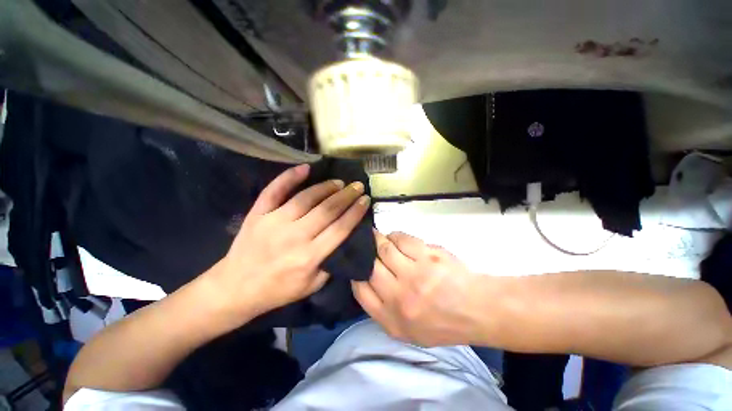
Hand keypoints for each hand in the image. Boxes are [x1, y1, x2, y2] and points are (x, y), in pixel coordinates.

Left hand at [204, 164, 369, 324]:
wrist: (235, 287)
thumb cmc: (278, 289)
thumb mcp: (312, 285)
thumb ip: (330, 264)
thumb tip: (343, 239)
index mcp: (309, 256)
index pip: (340, 228)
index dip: (355, 212)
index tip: (365, 199)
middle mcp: (295, 236)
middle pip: (328, 209)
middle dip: (347, 195)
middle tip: (357, 186)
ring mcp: (275, 221)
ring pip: (307, 198)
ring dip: (326, 187)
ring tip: (339, 182)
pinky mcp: (258, 213)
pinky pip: (275, 191)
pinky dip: (290, 177)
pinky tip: (305, 168)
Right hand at [352, 230, 483, 346]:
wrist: (476, 310)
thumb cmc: (441, 323)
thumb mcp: (408, 332)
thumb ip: (383, 311)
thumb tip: (366, 281)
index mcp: (392, 319)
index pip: (360, 290)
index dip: (355, 274)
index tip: (357, 265)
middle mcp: (399, 296)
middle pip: (370, 266)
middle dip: (364, 252)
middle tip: (364, 244)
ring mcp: (413, 274)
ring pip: (384, 248)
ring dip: (378, 240)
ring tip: (378, 237)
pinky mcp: (426, 256)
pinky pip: (402, 239)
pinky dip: (395, 236)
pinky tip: (395, 238)